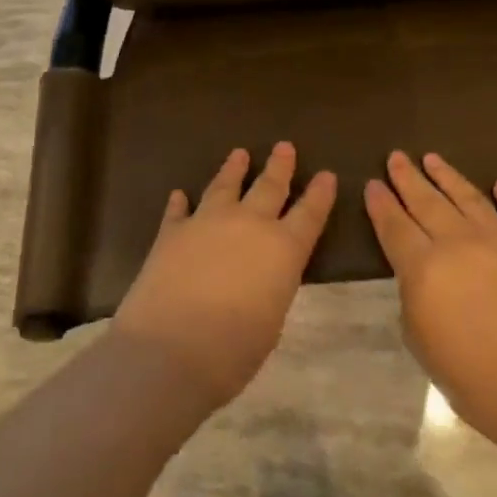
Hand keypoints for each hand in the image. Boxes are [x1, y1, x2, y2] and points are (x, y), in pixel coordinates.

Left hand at [115, 143, 336, 406]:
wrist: (170, 349)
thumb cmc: (234, 350)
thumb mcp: (271, 319)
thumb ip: (270, 285)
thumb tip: (261, 274)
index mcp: (283, 249)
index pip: (310, 214)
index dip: (320, 193)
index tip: (326, 174)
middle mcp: (248, 225)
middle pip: (269, 187)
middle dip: (280, 166)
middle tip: (284, 146)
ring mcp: (207, 222)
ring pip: (225, 186)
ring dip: (234, 169)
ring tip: (239, 153)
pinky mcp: (171, 232)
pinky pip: (178, 210)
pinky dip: (180, 202)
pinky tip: (180, 194)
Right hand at [366, 152, 496, 449]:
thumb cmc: (472, 379)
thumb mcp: (420, 340)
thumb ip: (413, 294)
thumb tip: (419, 271)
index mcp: (424, 268)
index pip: (394, 225)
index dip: (380, 202)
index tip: (371, 183)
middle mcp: (459, 242)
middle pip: (426, 201)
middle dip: (407, 178)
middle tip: (396, 157)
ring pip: (468, 197)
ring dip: (447, 176)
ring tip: (432, 158)